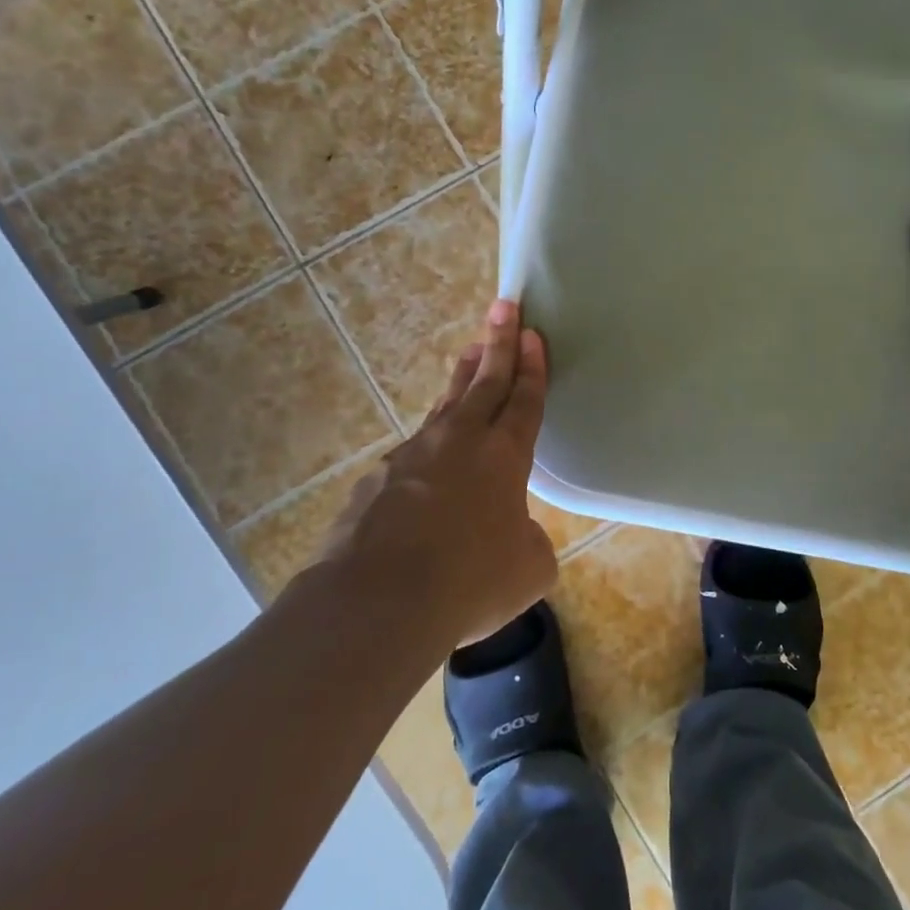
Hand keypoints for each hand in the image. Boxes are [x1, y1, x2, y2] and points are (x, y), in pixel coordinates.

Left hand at [317, 301, 555, 647]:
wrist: (377, 602)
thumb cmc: (469, 582)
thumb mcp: (528, 569)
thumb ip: (528, 540)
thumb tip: (512, 535)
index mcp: (504, 457)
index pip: (524, 399)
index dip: (532, 365)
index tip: (532, 332)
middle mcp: (459, 442)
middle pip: (485, 381)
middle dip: (499, 341)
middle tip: (504, 306)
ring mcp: (413, 456)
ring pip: (445, 407)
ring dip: (462, 380)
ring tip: (471, 357)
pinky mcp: (378, 480)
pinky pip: (413, 453)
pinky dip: (428, 446)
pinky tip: (427, 464)